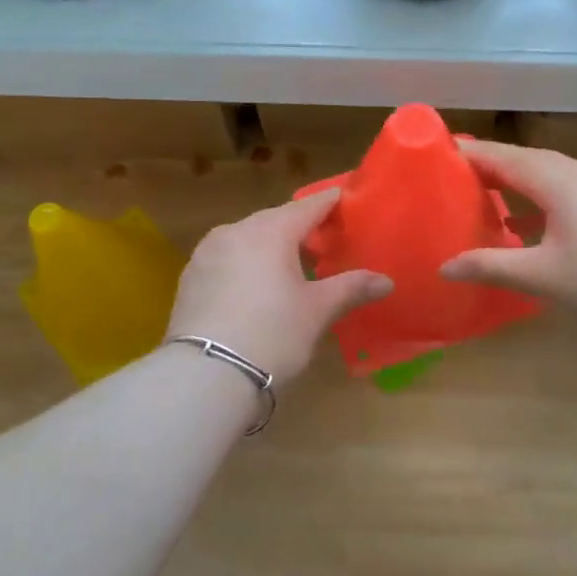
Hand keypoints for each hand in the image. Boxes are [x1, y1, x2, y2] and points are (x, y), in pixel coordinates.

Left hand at [169, 189, 391, 386]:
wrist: (206, 374)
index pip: (309, 206)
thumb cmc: (272, 334)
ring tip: (291, 267)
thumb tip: (386, 281)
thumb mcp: (317, 311)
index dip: (330, 203)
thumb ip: (351, 288)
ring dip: (270, 246)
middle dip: (300, 227)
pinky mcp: (191, 276)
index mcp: (271, 230)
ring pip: (248, 238)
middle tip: (324, 242)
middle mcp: (236, 230)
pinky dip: (247, 263)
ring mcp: (207, 252)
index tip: (346, 200)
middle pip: (276, 220)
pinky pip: (228, 258)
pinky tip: (256, 287)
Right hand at [440, 141, 576, 336]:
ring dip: (521, 180)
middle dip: (494, 165)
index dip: (472, 153)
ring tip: (491, 194)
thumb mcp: (543, 277)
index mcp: (561, 180)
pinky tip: (536, 219)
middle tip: (459, 175)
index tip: (441, 151)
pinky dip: (546, 194)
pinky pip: (573, 185)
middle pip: (530, 160)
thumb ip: (491, 266)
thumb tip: (444, 267)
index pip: (505, 157)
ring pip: (554, 172)